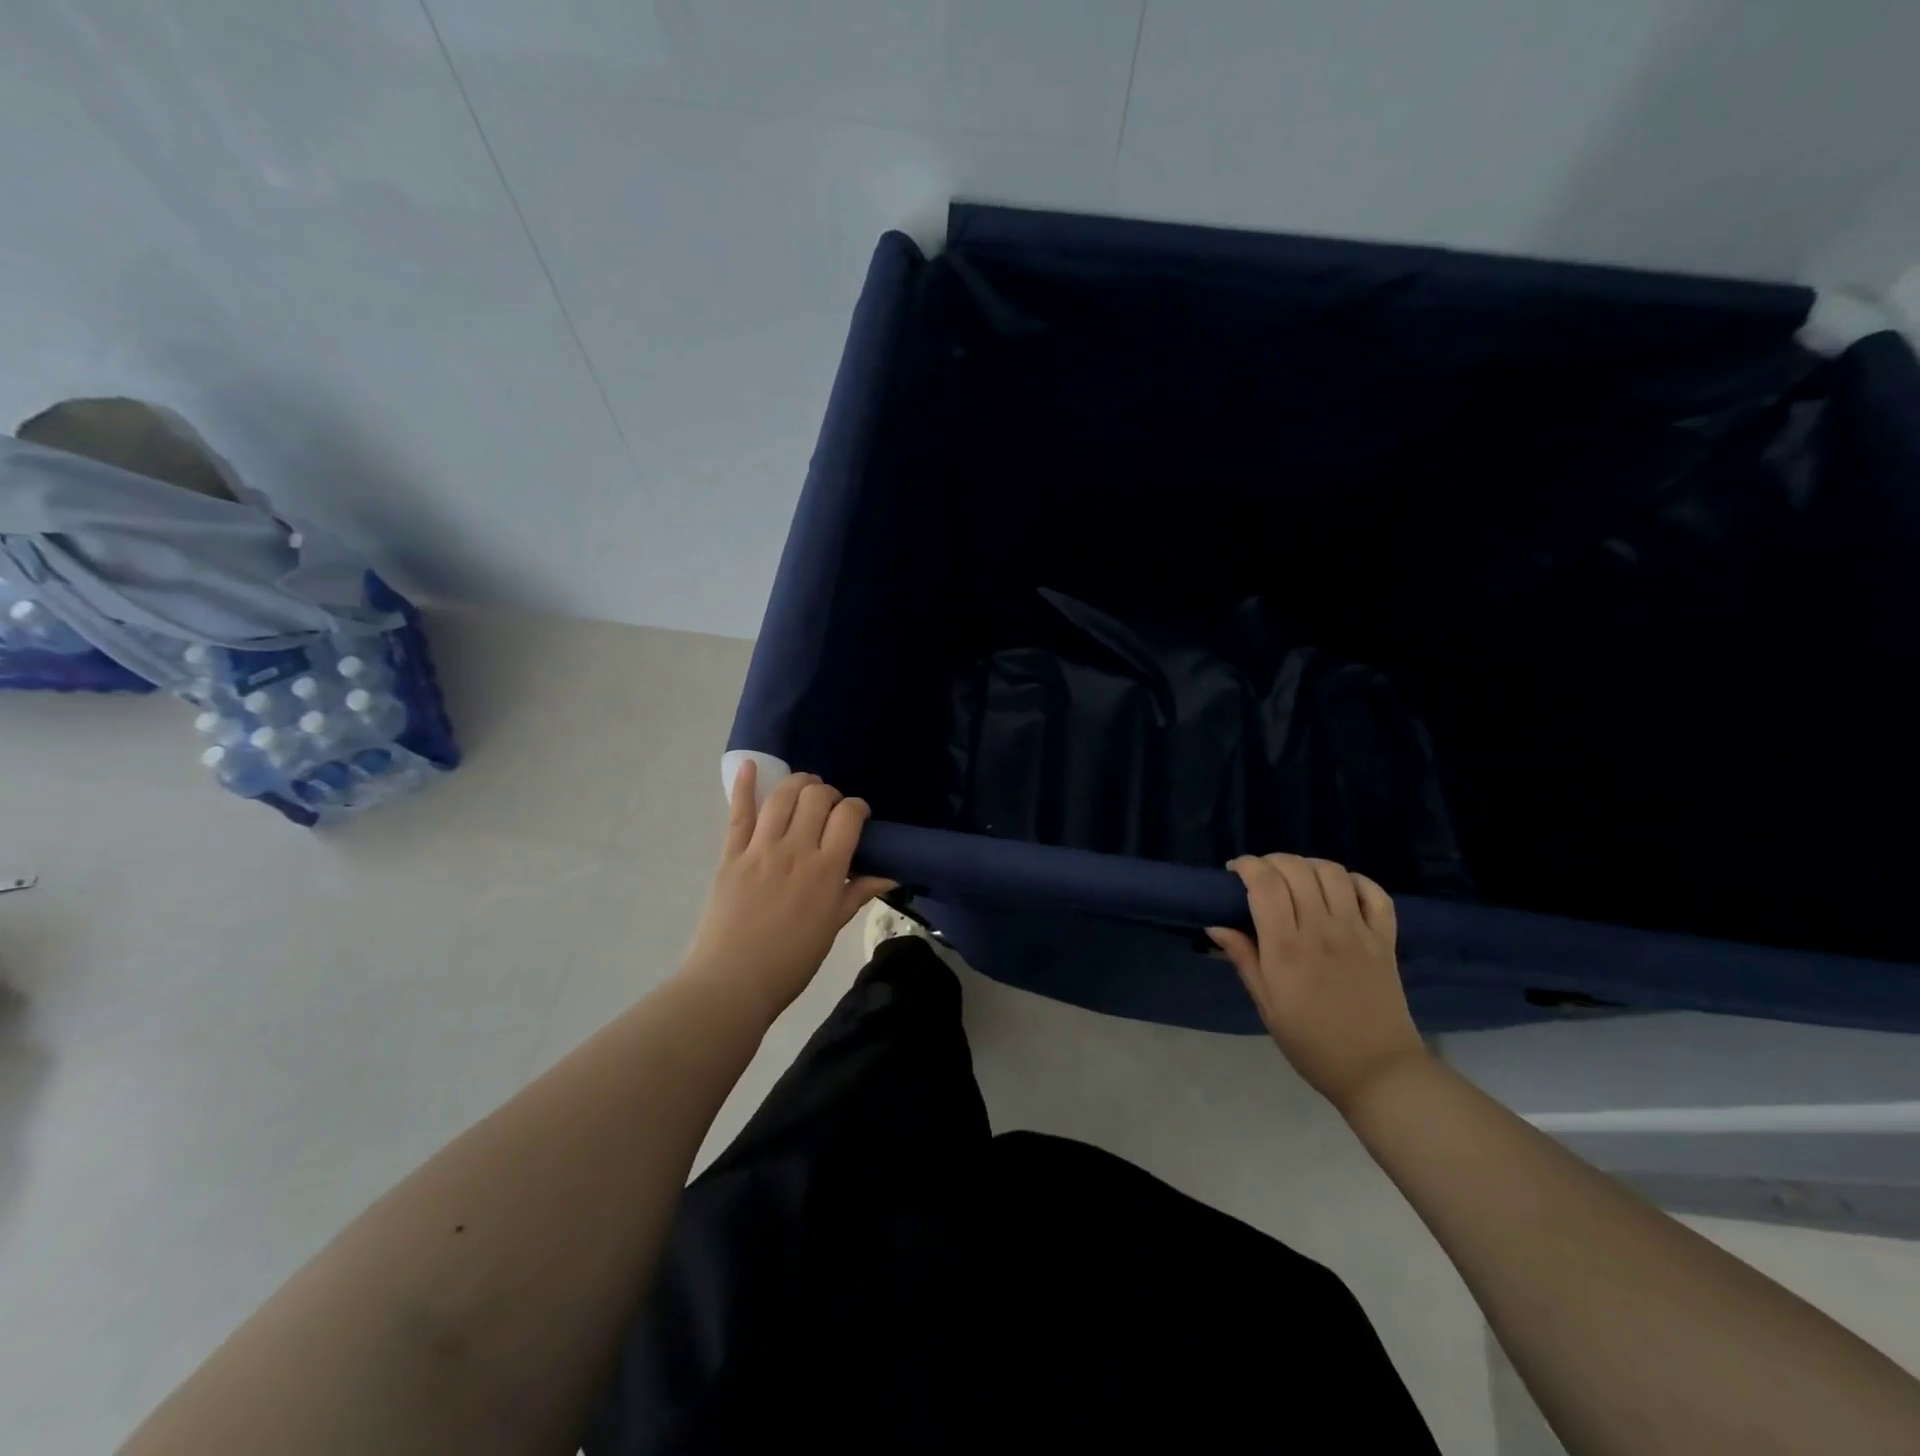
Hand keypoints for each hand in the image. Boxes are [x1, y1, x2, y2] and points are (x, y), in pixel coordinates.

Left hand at [681, 763, 895, 1022]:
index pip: (849, 816)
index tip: (857, 816)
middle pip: (816, 797)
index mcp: (826, 870)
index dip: (857, 807)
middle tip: (828, 808)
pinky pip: (738, 812)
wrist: (733, 982)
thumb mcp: (832, 927)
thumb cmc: (791, 961)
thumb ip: (858, 893)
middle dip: (828, 793)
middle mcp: (796, 850)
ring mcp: (760, 849)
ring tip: (803, 787)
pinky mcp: (731, 854)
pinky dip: (744, 785)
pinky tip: (751, 765)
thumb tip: (891, 875)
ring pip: (782, 796)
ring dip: (797, 783)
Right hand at [1207, 854, 1428, 1113]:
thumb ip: (1244, 958)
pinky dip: (1355, 881)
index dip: (1247, 866)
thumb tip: (1216, 924)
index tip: (1235, 872)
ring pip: (1333, 873)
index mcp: (1287, 949)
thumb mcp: (1266, 1005)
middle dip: (1272, 861)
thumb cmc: (1311, 1043)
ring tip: (1296, 878)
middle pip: (1296, 870)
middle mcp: (1322, 931)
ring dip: (1308, 865)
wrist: (1378, 1072)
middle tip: (1261, 876)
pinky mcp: (1385, 940)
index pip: (1265, 884)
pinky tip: (1339, 889)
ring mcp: (1358, 932)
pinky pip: (1376, 894)